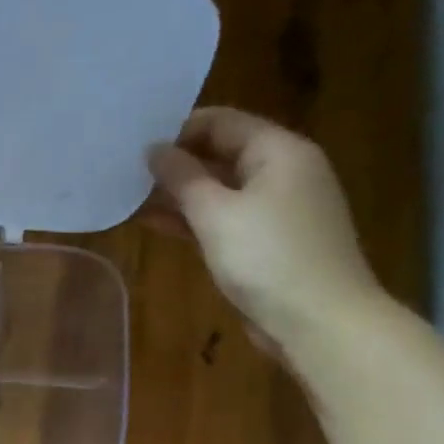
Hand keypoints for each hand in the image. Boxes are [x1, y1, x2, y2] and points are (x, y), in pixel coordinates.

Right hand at [145, 108, 382, 355]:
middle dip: (174, 163)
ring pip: (219, 189)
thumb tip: (154, 150)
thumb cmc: (267, 258)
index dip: (177, 129)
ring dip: (178, 194)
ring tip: (129, 199)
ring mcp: (276, 209)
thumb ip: (182, 178)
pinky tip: (155, 224)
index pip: (222, 122)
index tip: (134, 146)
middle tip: (124, 173)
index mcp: (279, 151)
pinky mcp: (266, 242)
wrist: (318, 321)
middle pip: (221, 153)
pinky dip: (192, 219)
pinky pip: (223, 218)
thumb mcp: (216, 214)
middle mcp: (282, 172)